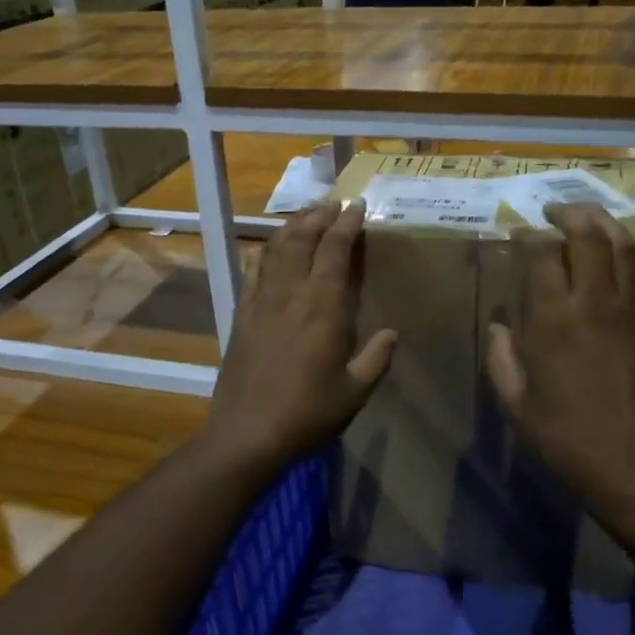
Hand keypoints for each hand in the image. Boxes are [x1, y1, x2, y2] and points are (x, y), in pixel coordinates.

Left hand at [204, 201, 396, 472]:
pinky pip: (252, 272)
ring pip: (276, 249)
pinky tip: (267, 248)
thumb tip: (392, 334)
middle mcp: (291, 294)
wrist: (247, 432)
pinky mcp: (242, 315)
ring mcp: (261, 302)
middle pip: (302, 239)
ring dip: (292, 227)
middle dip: (319, 215)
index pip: (335, 250)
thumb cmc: (308, 413)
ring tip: (305, 215)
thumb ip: (376, 359)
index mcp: (323, 307)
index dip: (347, 223)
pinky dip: (263, 253)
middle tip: (333, 202)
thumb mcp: (355, 392)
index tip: (358, 205)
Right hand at [485, 204, 634, 533]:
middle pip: (589, 237)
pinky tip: (625, 252)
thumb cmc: (566, 439)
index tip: (518, 230)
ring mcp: (632, 314)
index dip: (528, 234)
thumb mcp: (516, 404)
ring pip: (626, 248)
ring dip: (606, 223)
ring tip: (588, 218)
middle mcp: (594, 306)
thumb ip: (501, 358)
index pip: (541, 255)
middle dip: (569, 213)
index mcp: (553, 322)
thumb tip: (499, 325)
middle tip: (553, 211)